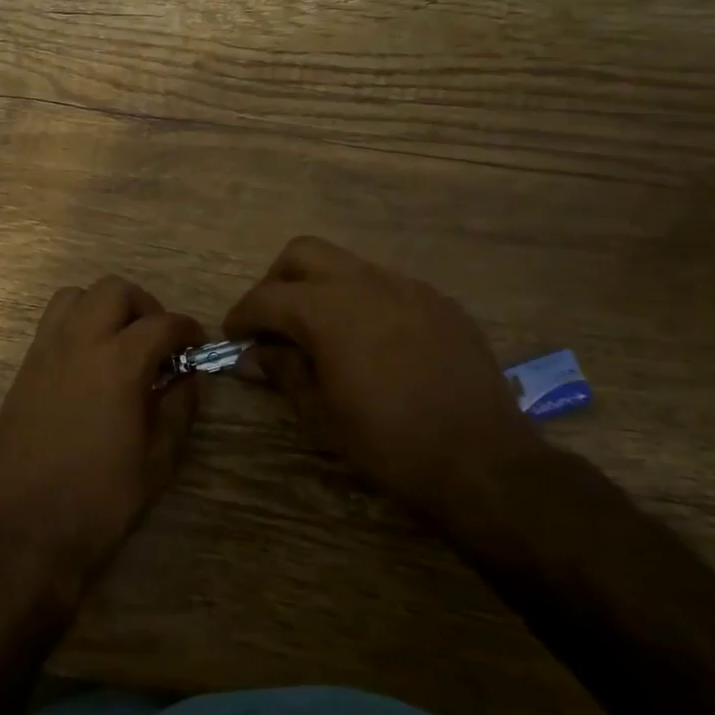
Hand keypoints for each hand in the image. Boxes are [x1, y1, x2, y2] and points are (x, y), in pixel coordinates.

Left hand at [0, 276, 203, 584]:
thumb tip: (189, 376)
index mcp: (118, 363)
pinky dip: (74, 326)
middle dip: (143, 305)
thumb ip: (179, 407)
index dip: (186, 329)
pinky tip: (86, 364)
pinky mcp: (24, 369)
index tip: (196, 343)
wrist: (31, 526)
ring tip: (116, 341)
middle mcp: (79, 343)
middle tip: (155, 339)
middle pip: (114, 290)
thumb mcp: (159, 458)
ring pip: (74, 296)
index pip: (161, 324)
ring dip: (102, 307)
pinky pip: (50, 324)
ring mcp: (45, 353)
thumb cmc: (103, 496)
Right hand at [223, 236, 540, 511]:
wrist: (481, 460)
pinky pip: (387, 286)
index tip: (232, 336)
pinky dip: (363, 301)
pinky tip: (370, 342)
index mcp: (329, 310)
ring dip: (321, 288)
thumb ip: (283, 370)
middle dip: (278, 282)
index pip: (267, 297)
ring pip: (348, 265)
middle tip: (274, 323)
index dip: (242, 315)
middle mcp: (366, 283)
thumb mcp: (321, 413)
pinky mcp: (439, 303)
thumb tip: (255, 354)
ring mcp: (408, 288)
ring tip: (321, 333)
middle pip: (303, 254)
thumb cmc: (388, 442)